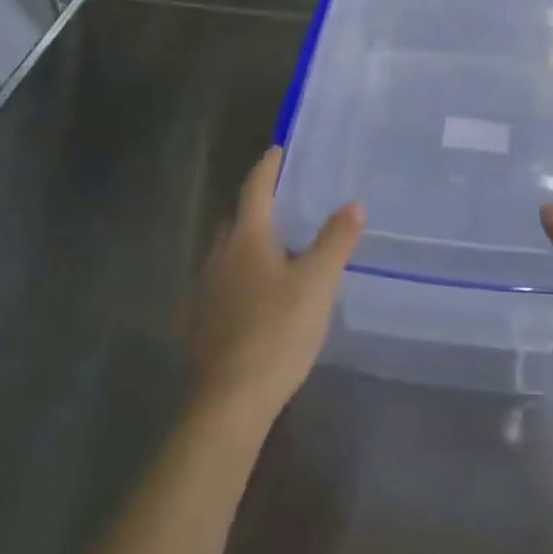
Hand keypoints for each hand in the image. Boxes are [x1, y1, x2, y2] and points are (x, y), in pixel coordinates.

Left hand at [186, 148, 363, 428]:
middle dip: (256, 206)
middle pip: (236, 219)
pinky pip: (220, 285)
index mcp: (246, 239)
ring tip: (272, 248)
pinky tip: (252, 296)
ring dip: (245, 243)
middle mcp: (218, 256)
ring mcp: (204, 292)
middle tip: (282, 201)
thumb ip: (335, 241)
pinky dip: (237, 277)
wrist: (228, 404)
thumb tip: (353, 203)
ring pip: (225, 253)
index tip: (277, 150)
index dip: (267, 167)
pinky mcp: (199, 324)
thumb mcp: (317, 284)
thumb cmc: (276, 333)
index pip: (255, 189)